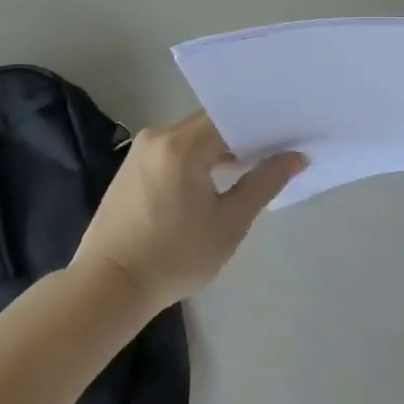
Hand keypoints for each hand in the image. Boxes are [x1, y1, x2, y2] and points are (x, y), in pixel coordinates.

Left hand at [74, 111, 306, 312]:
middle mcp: (158, 136)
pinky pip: (172, 152)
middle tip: (274, 154)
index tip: (286, 138)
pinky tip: (212, 183)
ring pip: (191, 138)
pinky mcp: (130, 168)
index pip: (230, 117)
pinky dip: (195, 160)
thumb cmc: (175, 256)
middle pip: (209, 125)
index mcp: (182, 144)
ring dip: (217, 150)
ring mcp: (139, 151)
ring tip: (247, 170)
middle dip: (240, 138)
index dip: (260, 126)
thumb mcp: (229, 223)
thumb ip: (264, 183)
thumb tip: (295, 157)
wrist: (108, 286)